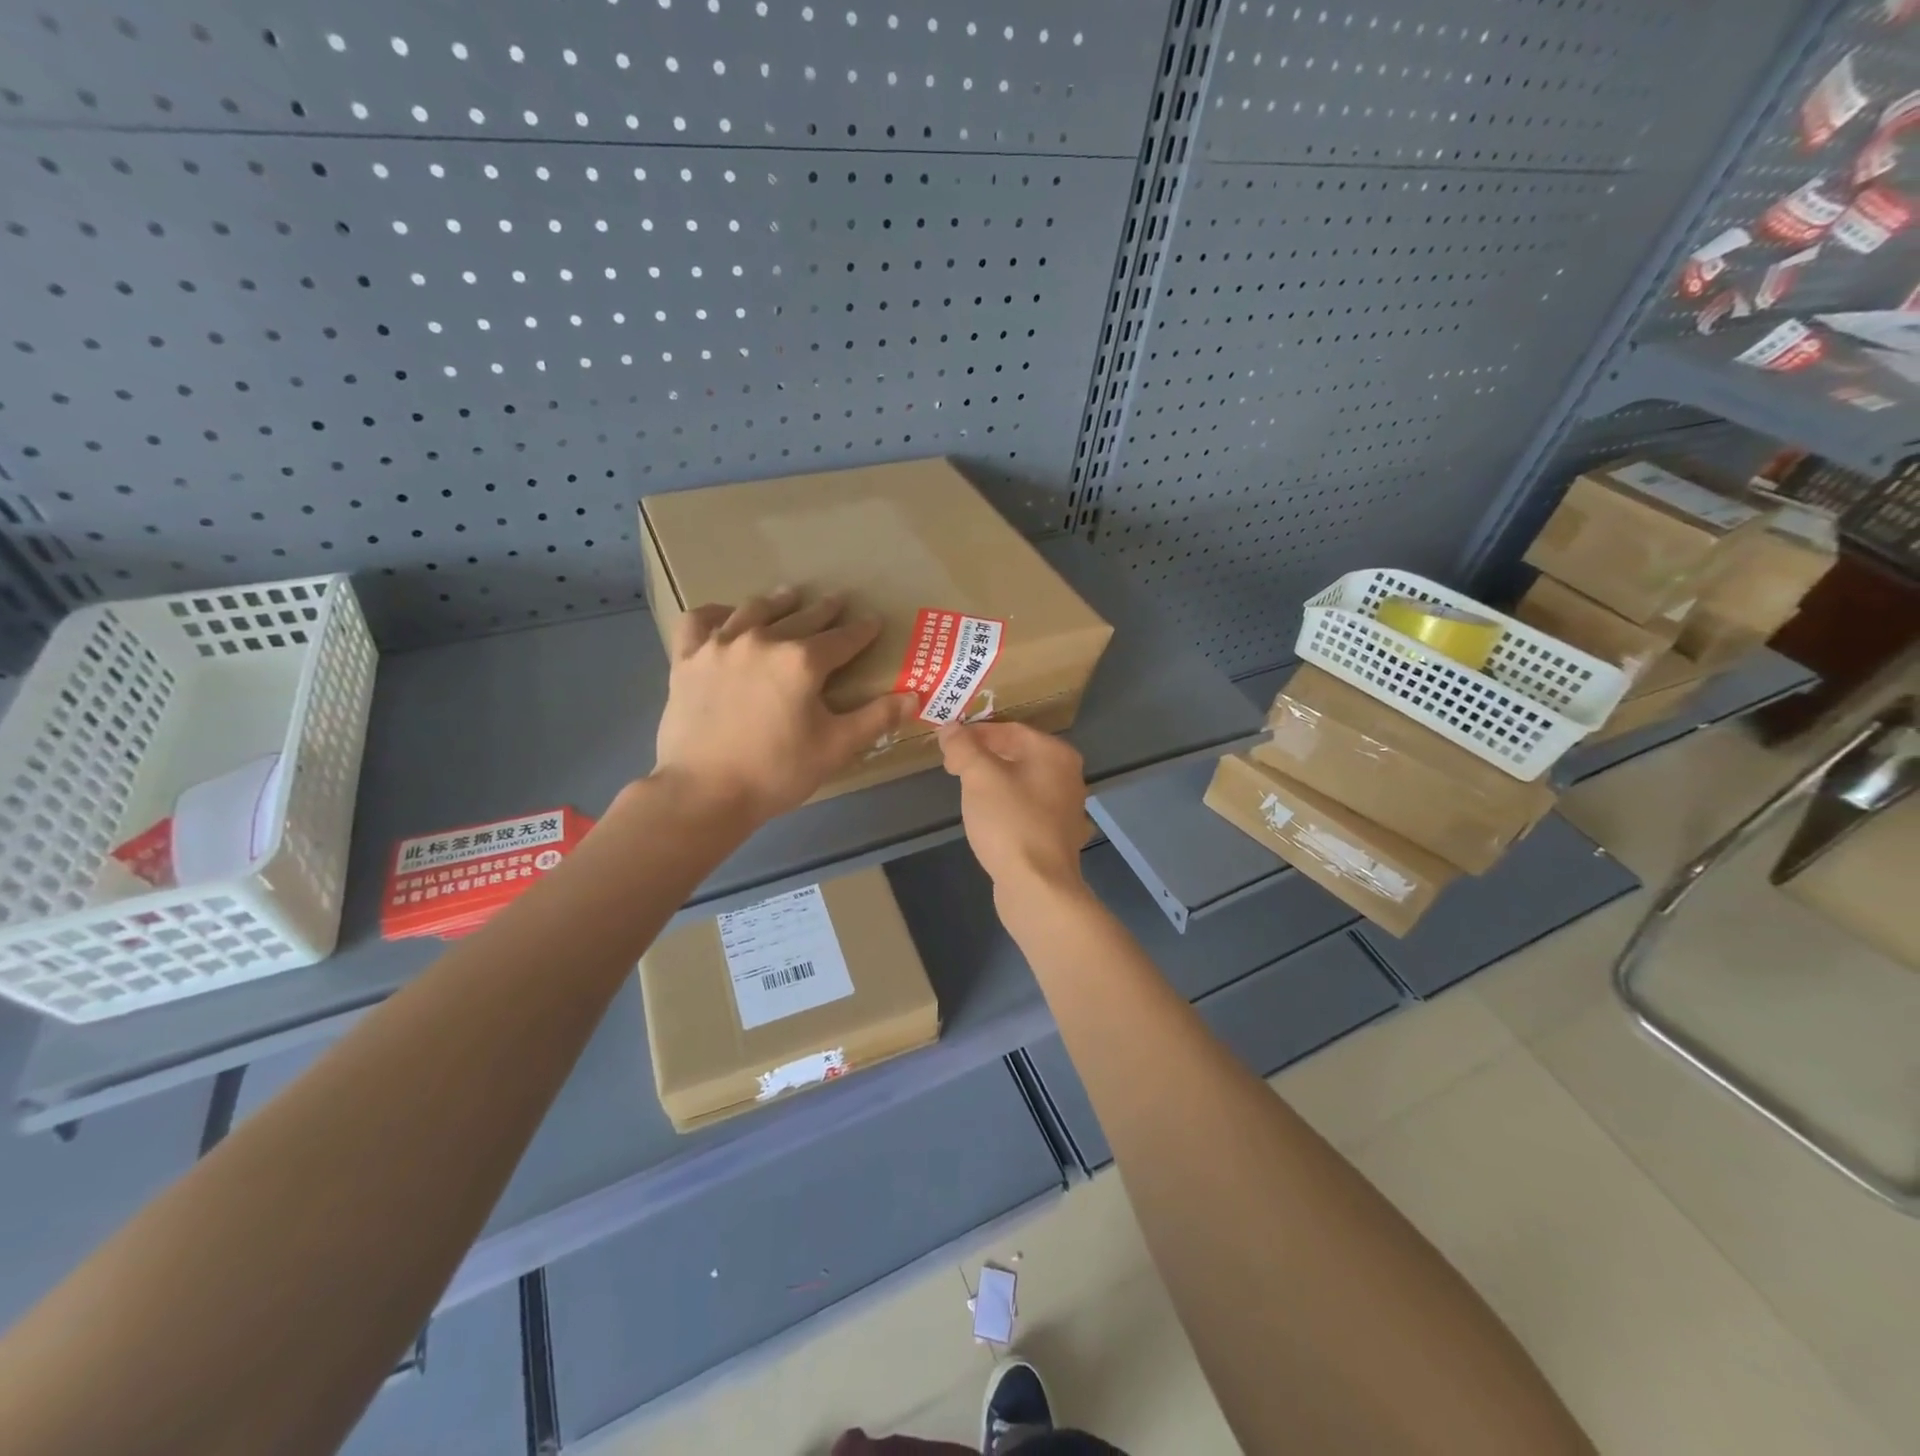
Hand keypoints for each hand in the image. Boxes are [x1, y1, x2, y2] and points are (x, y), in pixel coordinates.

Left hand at [654, 589, 918, 822]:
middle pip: (801, 617)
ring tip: (790, 596)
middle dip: (825, 610)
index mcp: (802, 661)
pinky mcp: (687, 659)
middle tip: (838, 602)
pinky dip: (717, 613)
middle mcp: (762, 640)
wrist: (704, 793)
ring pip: (754, 610)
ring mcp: (719, 646)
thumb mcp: (836, 748)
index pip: (843, 638)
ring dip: (778, 602)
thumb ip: (876, 718)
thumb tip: (914, 697)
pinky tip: (726, 616)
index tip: (874, 621)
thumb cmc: (776, 772)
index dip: (862, 630)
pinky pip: (700, 621)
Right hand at [938, 721, 1090, 902]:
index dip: (975, 733)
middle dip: (984, 756)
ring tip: (966, 790)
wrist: (1037, 886)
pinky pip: (1028, 809)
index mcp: (1055, 754)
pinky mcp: (1058, 836)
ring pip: (1024, 783)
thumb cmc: (1009, 822)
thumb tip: (950, 729)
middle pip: (1019, 754)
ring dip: (995, 781)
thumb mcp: (979, 777)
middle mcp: (1068, 776)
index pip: (1010, 729)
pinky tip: (990, 819)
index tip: (948, 744)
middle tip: (952, 766)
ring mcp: (1067, 808)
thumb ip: (963, 748)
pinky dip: (1007, 806)